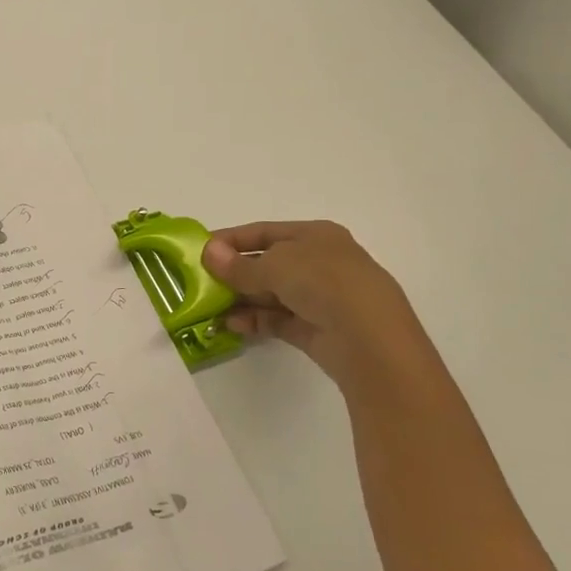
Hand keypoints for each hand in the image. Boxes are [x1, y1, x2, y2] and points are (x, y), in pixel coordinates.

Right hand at [201, 221, 434, 390]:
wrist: (370, 339)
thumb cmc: (323, 283)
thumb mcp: (274, 266)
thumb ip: (238, 265)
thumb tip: (208, 252)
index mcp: (315, 235)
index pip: (264, 232)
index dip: (231, 240)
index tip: (200, 251)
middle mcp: (319, 262)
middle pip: (267, 263)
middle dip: (233, 273)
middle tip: (200, 284)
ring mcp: (320, 297)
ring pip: (271, 294)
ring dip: (240, 299)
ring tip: (209, 309)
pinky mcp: (317, 328)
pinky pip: (278, 319)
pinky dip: (255, 320)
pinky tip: (231, 325)